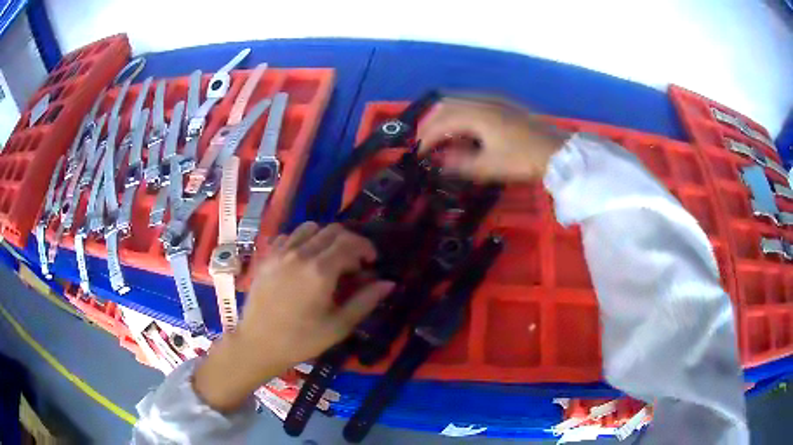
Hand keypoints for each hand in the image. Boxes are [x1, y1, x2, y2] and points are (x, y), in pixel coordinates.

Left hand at [194, 222, 393, 411]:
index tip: (372, 262)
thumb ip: (365, 301)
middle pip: (332, 230)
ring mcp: (281, 252)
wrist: (258, 344)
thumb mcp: (338, 326)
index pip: (350, 242)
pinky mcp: (267, 256)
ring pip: (310, 227)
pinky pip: (289, 236)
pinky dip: (303, 241)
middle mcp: (300, 253)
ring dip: (326, 238)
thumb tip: (388, 283)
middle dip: (349, 242)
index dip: (366, 247)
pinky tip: (303, 261)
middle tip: (353, 264)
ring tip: (328, 259)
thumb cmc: (301, 340)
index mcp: (320, 271)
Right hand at [417, 96, 569, 181]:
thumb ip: (460, 163)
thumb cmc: (522, 159)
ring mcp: (493, 100)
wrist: (555, 151)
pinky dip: (458, 113)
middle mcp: (481, 101)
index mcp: (476, 114)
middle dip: (430, 122)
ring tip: (438, 134)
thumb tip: (439, 160)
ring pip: (458, 100)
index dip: (426, 138)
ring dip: (443, 116)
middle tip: (422, 141)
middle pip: (445, 105)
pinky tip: (461, 127)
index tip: (418, 154)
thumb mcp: (489, 166)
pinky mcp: (502, 104)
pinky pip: (471, 102)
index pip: (441, 122)